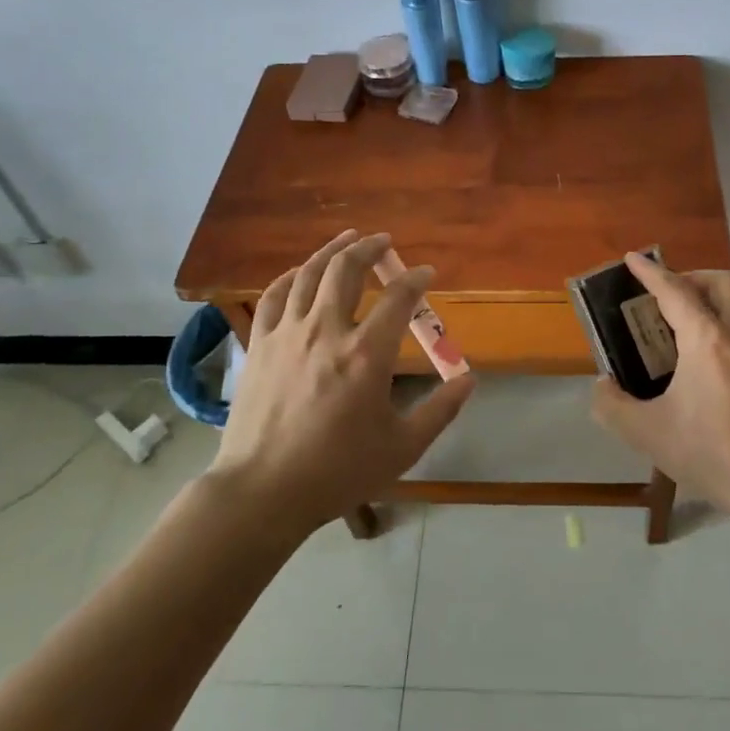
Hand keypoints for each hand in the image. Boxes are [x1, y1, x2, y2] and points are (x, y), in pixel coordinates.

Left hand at [212, 230, 476, 533]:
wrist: (262, 491)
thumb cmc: (337, 472)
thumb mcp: (402, 447)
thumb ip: (440, 410)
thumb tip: (469, 380)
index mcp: (367, 354)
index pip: (398, 298)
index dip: (416, 279)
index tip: (426, 274)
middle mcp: (326, 331)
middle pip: (347, 270)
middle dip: (370, 248)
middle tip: (384, 241)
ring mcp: (287, 334)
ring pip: (309, 274)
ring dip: (332, 251)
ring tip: (348, 238)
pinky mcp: (260, 345)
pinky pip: (274, 296)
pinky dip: (292, 276)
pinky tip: (301, 273)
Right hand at [590, 253, 729, 520]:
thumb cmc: (712, 455)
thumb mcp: (647, 434)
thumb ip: (612, 405)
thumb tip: (603, 385)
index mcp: (708, 341)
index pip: (675, 291)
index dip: (652, 272)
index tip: (635, 258)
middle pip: (723, 282)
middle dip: (694, 278)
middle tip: (674, 295)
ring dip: (724, 305)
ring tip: (704, 330)